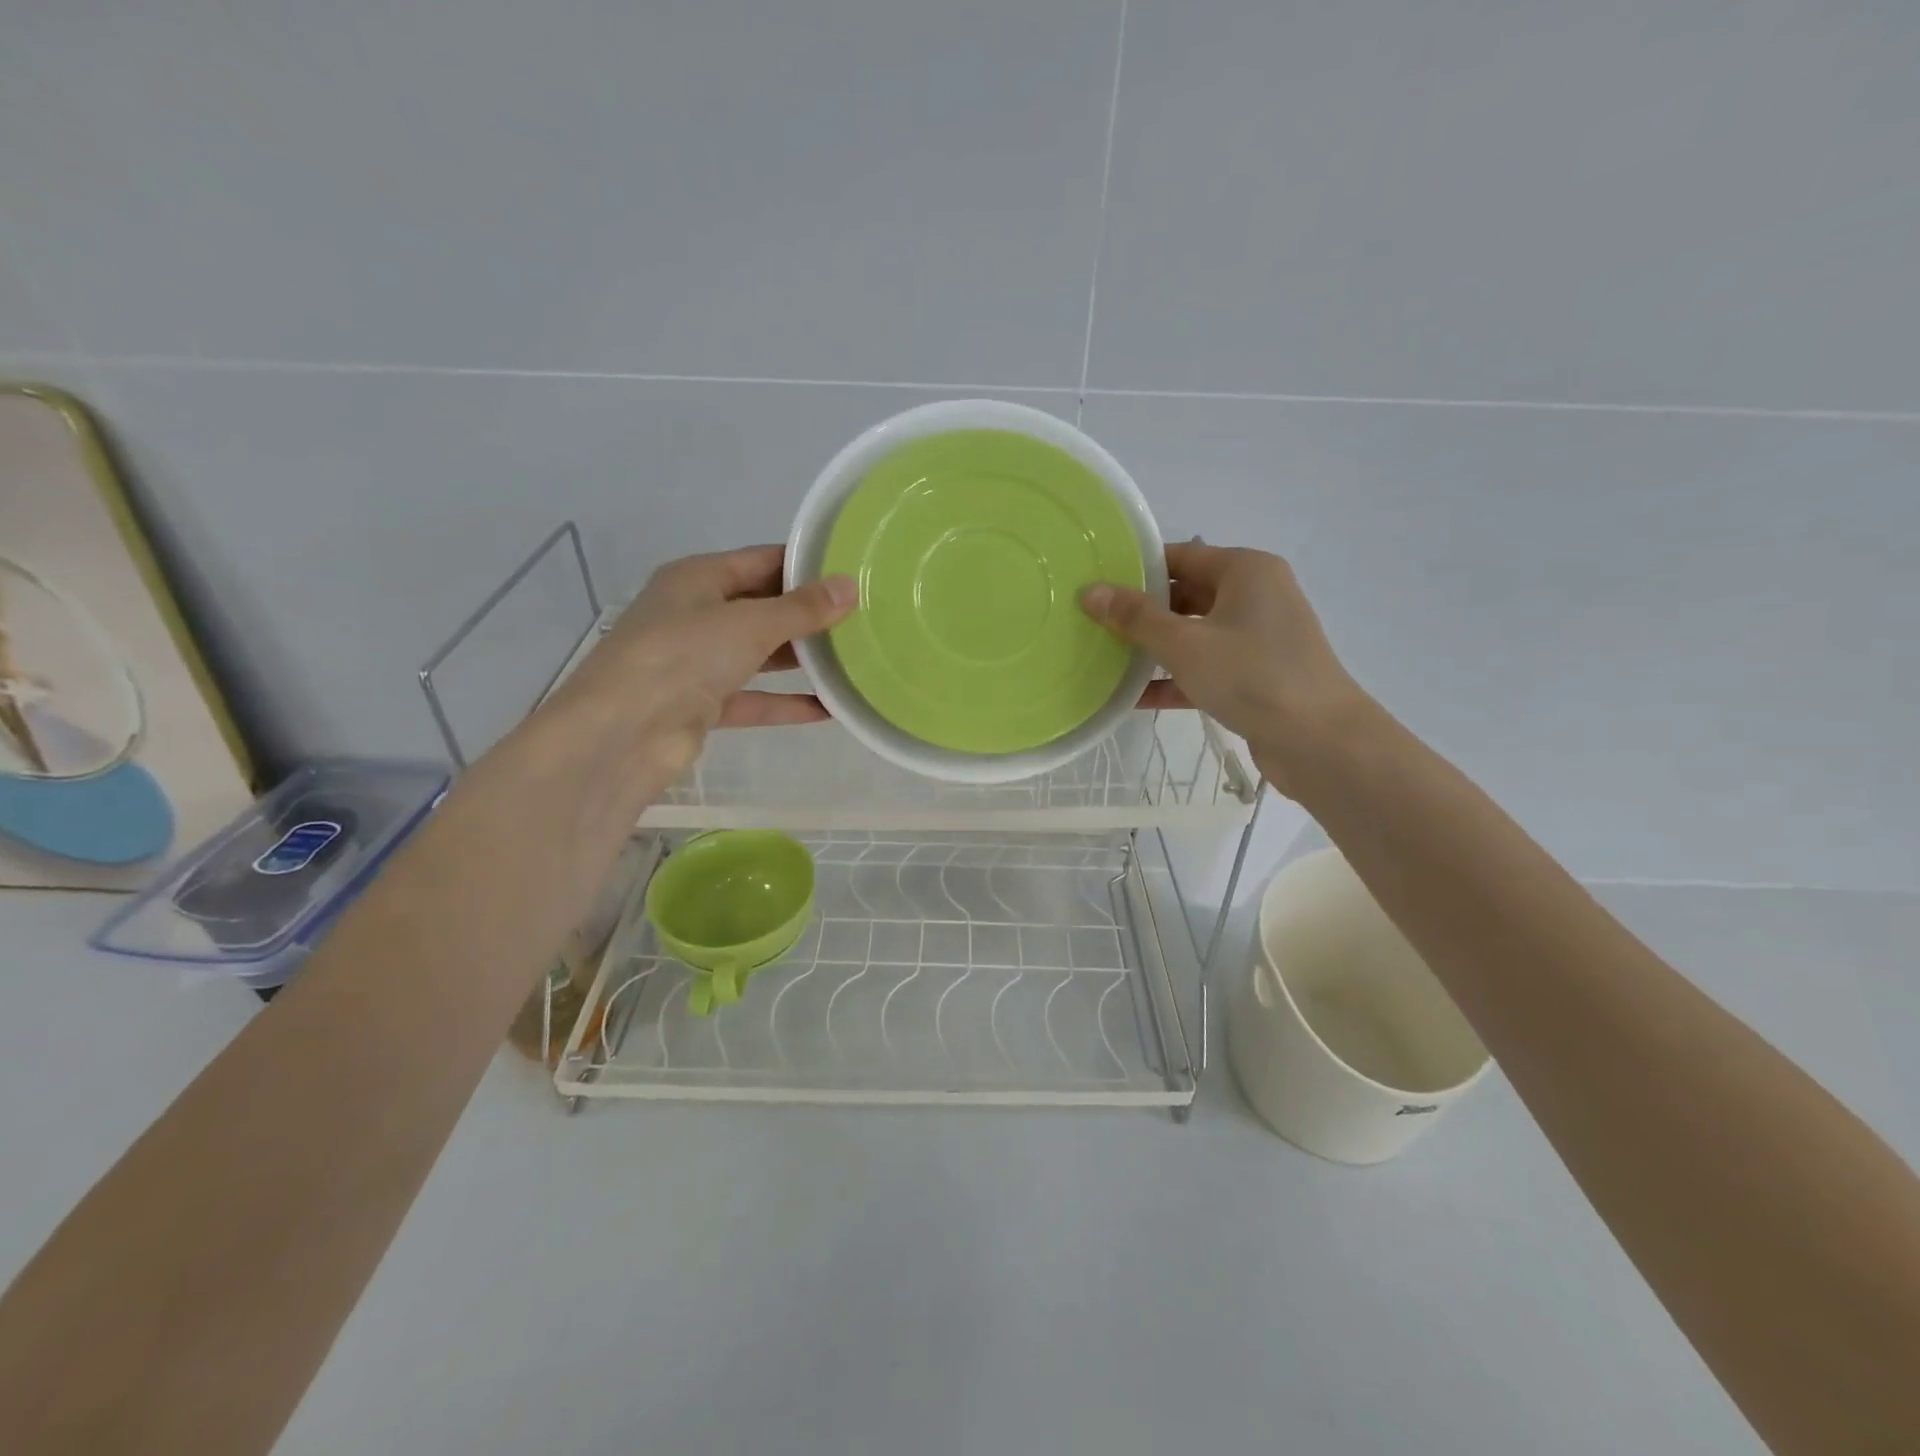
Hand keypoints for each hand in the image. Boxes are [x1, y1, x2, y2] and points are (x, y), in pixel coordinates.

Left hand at [556, 544, 856, 778]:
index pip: (761, 561)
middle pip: (762, 608)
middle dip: (807, 614)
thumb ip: (801, 609)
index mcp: (697, 579)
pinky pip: (753, 698)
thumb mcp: (749, 624)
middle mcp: (695, 615)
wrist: (623, 733)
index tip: (852, 572)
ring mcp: (697, 663)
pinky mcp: (702, 706)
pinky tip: (829, 707)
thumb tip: (850, 587)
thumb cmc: (683, 656)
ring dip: (800, 659)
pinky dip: (786, 702)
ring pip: (758, 654)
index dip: (805, 565)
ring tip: (852, 657)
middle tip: (862, 617)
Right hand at [1080, 541, 1368, 793]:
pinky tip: (1133, 698)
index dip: (1137, 569)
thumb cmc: (1251, 676)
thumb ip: (1136, 618)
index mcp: (1245, 571)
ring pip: (1194, 634)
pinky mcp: (1257, 675)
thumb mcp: (1185, 644)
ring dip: (1154, 648)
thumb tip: (1090, 591)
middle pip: (1186, 595)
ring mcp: (1258, 638)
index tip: (1096, 584)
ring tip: (1105, 658)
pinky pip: (1206, 667)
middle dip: (1142, 612)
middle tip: (1093, 623)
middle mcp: (1256, 595)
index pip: (1181, 556)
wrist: (1319, 741)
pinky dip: (1175, 678)